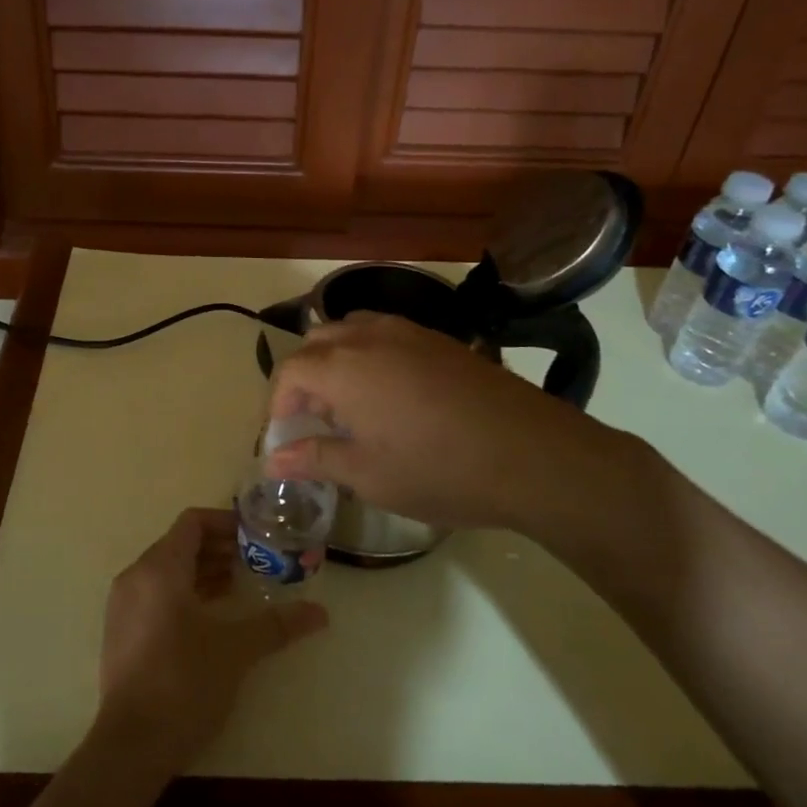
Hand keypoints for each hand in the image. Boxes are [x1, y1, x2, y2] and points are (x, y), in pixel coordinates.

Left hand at [95, 508, 327, 774]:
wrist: (131, 746)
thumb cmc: (183, 683)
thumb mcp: (235, 650)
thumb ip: (276, 625)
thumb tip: (320, 612)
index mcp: (159, 569)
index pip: (192, 522)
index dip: (226, 522)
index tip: (256, 535)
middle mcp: (136, 577)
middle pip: (180, 544)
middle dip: (219, 548)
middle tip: (255, 561)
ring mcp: (123, 605)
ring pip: (167, 570)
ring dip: (203, 571)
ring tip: (239, 586)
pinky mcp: (121, 631)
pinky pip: (155, 593)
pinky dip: (184, 592)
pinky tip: (212, 616)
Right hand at [264, 313, 657, 543]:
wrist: (532, 455)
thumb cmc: (439, 470)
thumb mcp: (368, 475)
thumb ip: (315, 459)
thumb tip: (274, 459)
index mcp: (343, 367)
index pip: (289, 371)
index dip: (277, 403)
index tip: (284, 438)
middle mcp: (370, 336)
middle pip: (317, 343)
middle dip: (305, 379)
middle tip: (316, 422)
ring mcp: (409, 332)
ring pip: (352, 330)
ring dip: (337, 361)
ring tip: (351, 406)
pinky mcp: (441, 340)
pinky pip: (387, 335)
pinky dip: (371, 356)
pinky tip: (393, 396)